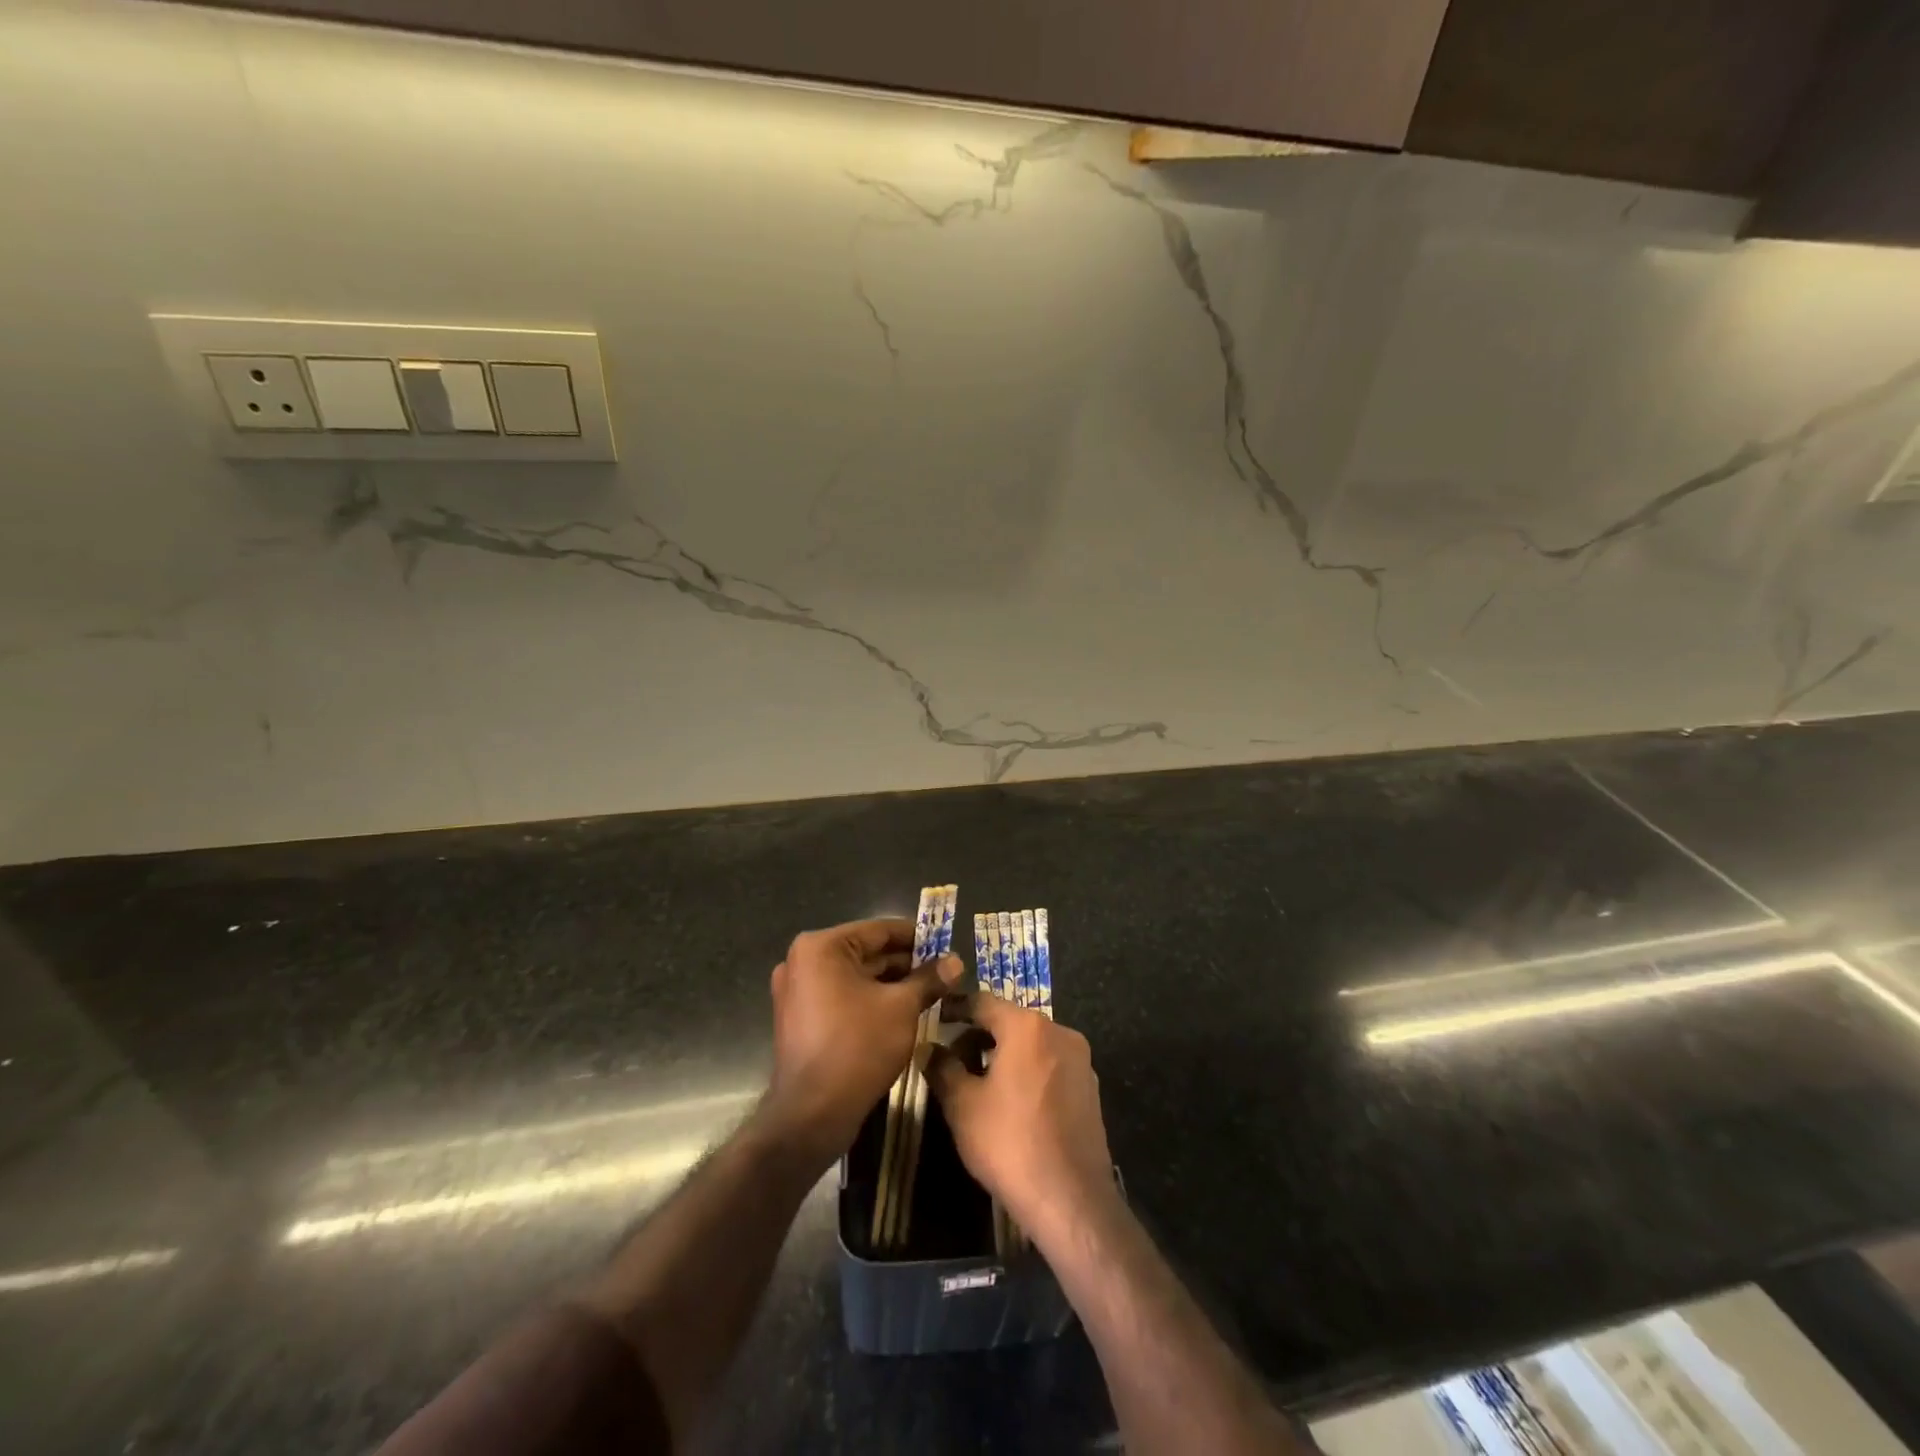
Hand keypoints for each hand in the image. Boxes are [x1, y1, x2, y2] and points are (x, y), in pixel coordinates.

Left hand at [764, 918, 960, 1166]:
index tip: (946, 945)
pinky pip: (842, 997)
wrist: (813, 1114)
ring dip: (891, 984)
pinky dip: (870, 1001)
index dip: (917, 937)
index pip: (879, 930)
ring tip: (930, 992)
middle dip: (906, 964)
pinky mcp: (801, 1019)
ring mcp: (798, 991)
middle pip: (866, 953)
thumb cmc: (858, 1046)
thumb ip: (929, 979)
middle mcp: (803, 962)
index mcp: (821, 947)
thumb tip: (955, 962)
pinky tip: (902, 1012)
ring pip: (856, 978)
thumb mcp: (902, 1007)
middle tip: (943, 972)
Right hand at [925, 996, 1116, 1239]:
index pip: (982, 1002)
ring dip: (1004, 1054)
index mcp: (1027, 1026)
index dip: (955, 1009)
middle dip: (979, 1035)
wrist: (1071, 1200)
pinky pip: (1050, 1065)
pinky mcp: (1090, 1088)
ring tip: (979, 1083)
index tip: (936, 1018)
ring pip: (1032, 1044)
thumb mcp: (962, 1105)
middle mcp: (1059, 1031)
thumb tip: (929, 1048)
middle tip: (953, 1059)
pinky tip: (1012, 1103)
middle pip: (1010, 1021)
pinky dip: (1028, 1072)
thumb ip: (942, 1068)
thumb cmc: (1009, 1143)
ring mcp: (1080, 1060)